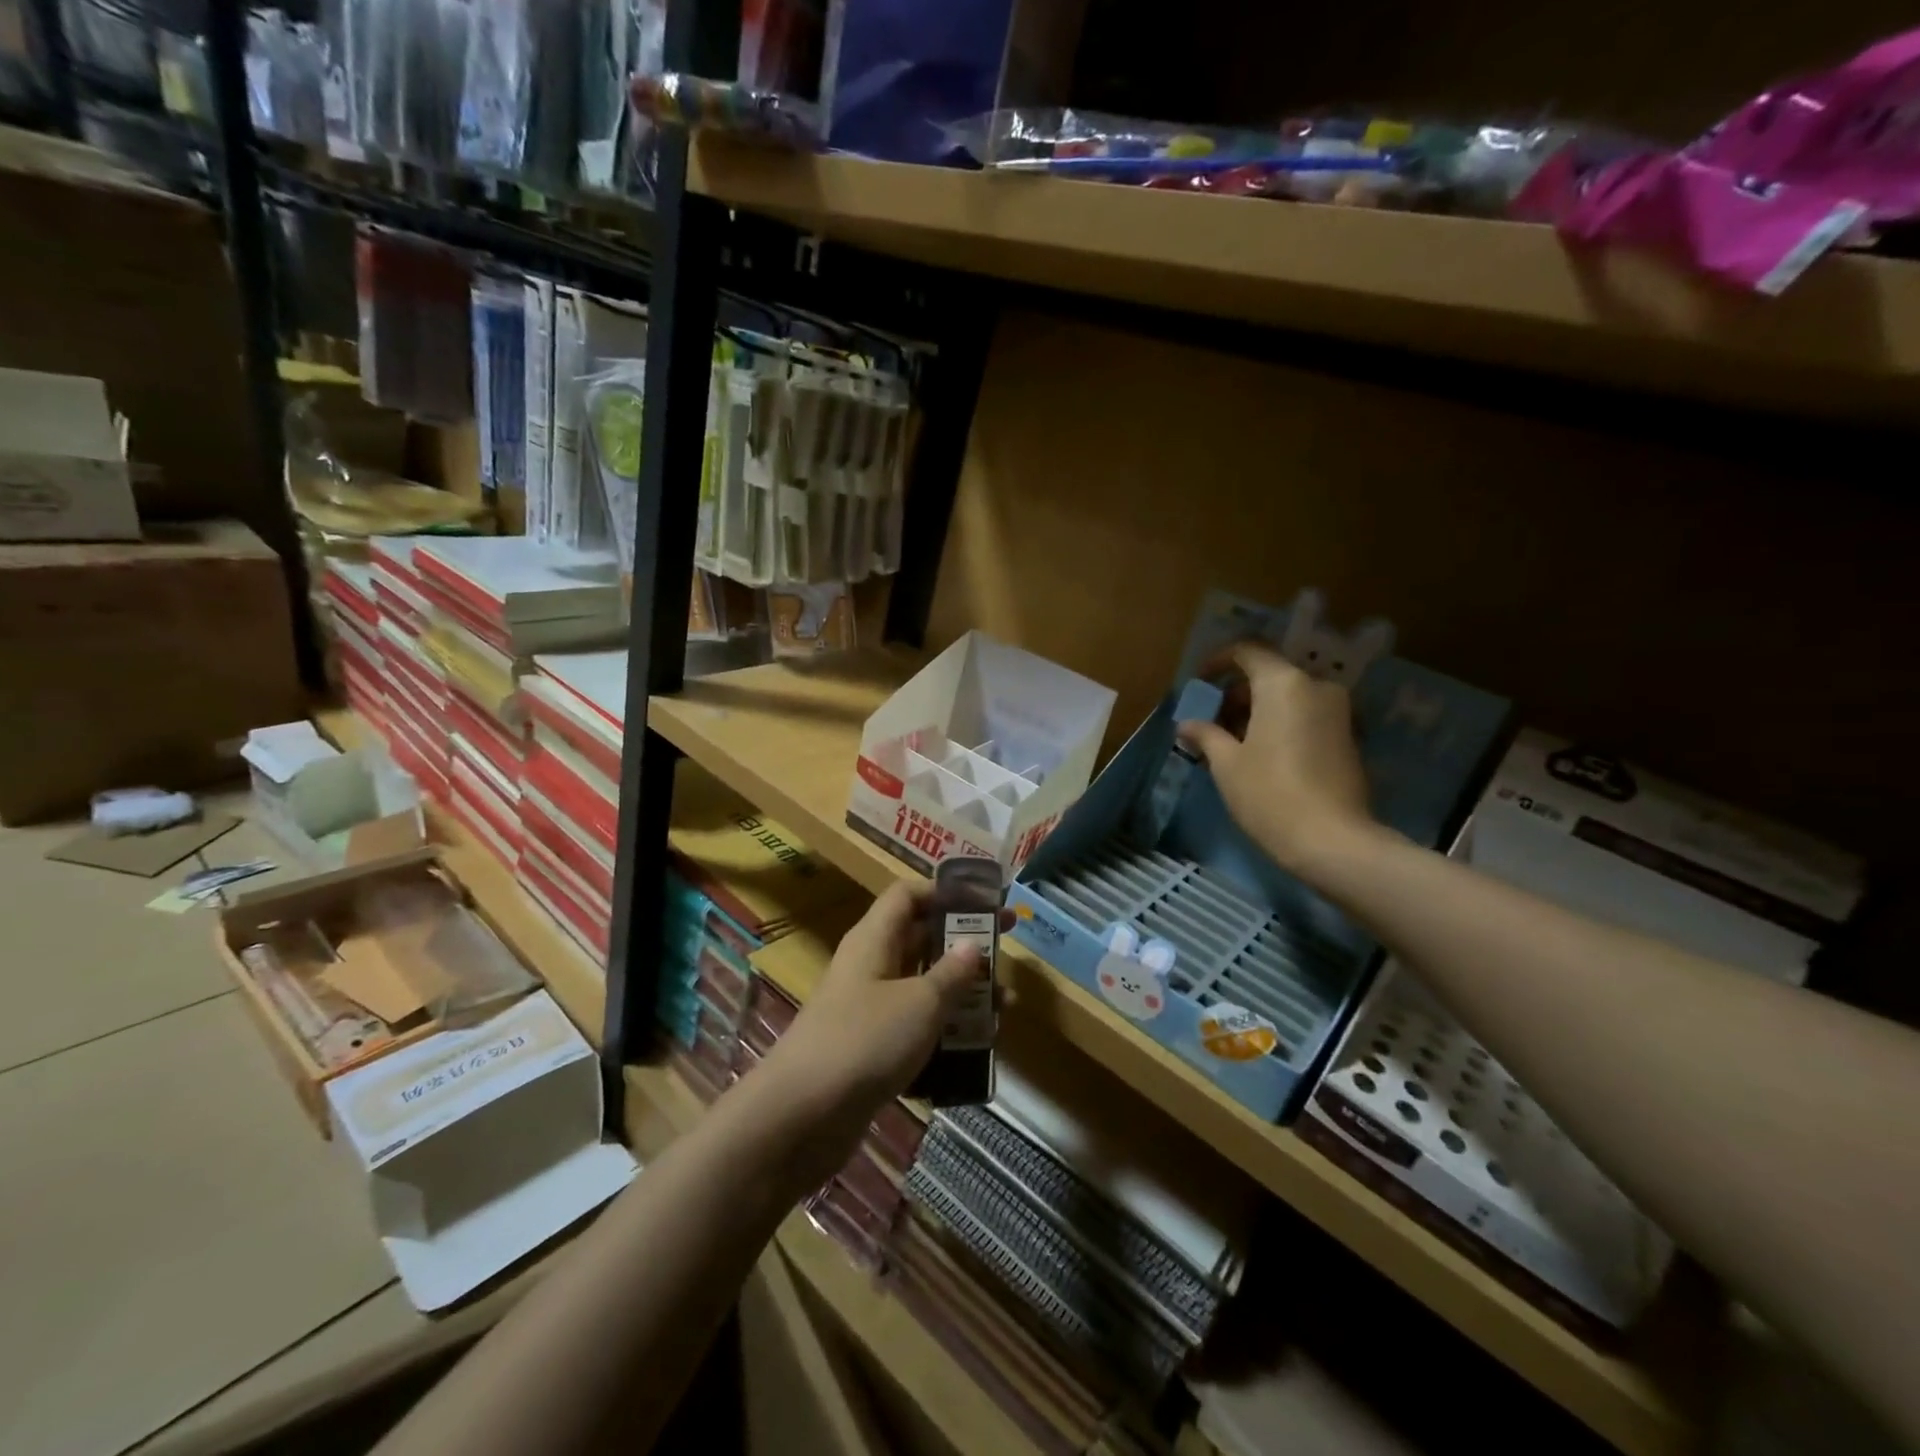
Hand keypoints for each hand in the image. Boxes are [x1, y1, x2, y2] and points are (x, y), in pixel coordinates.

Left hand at [756, 881, 1005, 1180]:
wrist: (800, 1117)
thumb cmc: (865, 1041)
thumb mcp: (920, 1002)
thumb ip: (951, 973)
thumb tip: (972, 943)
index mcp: (874, 939)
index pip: (908, 895)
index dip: (946, 893)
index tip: (986, 903)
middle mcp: (869, 966)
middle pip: (919, 939)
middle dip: (963, 944)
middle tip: (1007, 950)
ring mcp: (867, 1009)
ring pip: (920, 986)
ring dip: (959, 993)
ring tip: (1002, 1008)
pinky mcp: (869, 1048)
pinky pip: (913, 1026)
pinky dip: (942, 1031)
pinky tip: (974, 1050)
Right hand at [1177, 641, 1377, 879]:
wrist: (1332, 841)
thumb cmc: (1269, 794)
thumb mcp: (1227, 764)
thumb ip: (1206, 735)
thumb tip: (1186, 724)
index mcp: (1283, 684)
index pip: (1248, 652)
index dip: (1218, 662)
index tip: (1200, 682)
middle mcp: (1316, 687)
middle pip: (1269, 674)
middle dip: (1236, 693)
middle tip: (1211, 722)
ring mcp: (1338, 712)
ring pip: (1289, 696)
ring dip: (1258, 710)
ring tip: (1232, 743)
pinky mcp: (1348, 737)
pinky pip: (1306, 715)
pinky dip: (1281, 723)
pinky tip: (1261, 755)